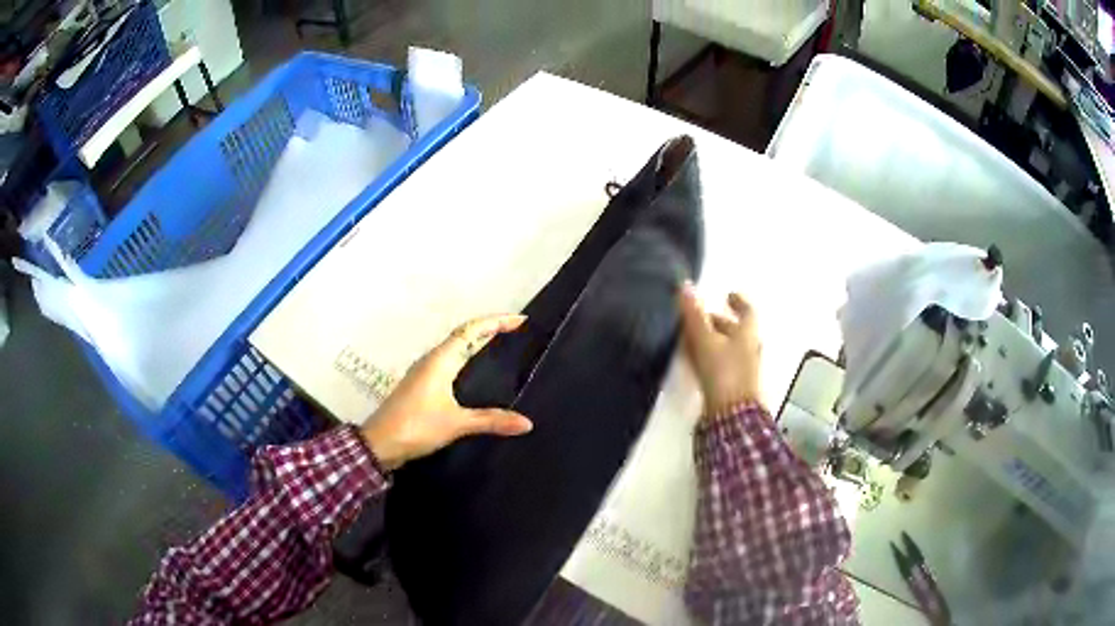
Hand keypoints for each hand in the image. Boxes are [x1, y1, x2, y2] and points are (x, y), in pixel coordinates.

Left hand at [360, 314, 533, 469]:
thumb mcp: (456, 423)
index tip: (520, 321)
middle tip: (517, 332)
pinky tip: (477, 376)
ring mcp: (425, 373)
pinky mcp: (422, 387)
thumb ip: (491, 421)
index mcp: (440, 360)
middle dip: (490, 330)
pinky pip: (450, 364)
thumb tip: (527, 423)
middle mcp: (432, 360)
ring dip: (477, 344)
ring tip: (503, 348)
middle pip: (464, 336)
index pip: (471, 330)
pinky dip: (468, 361)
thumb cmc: (416, 426)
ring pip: (456, 350)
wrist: (379, 443)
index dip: (496, 322)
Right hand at [678, 283, 762, 416]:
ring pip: (729, 348)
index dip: (739, 302)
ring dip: (714, 341)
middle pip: (737, 331)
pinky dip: (711, 357)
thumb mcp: (705, 340)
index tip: (728, 295)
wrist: (732, 414)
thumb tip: (686, 285)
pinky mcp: (735, 386)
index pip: (747, 311)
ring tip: (692, 339)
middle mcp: (750, 349)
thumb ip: (694, 315)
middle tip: (700, 319)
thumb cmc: (723, 371)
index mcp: (748, 334)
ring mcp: (744, 369)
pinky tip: (695, 362)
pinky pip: (723, 364)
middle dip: (719, 323)